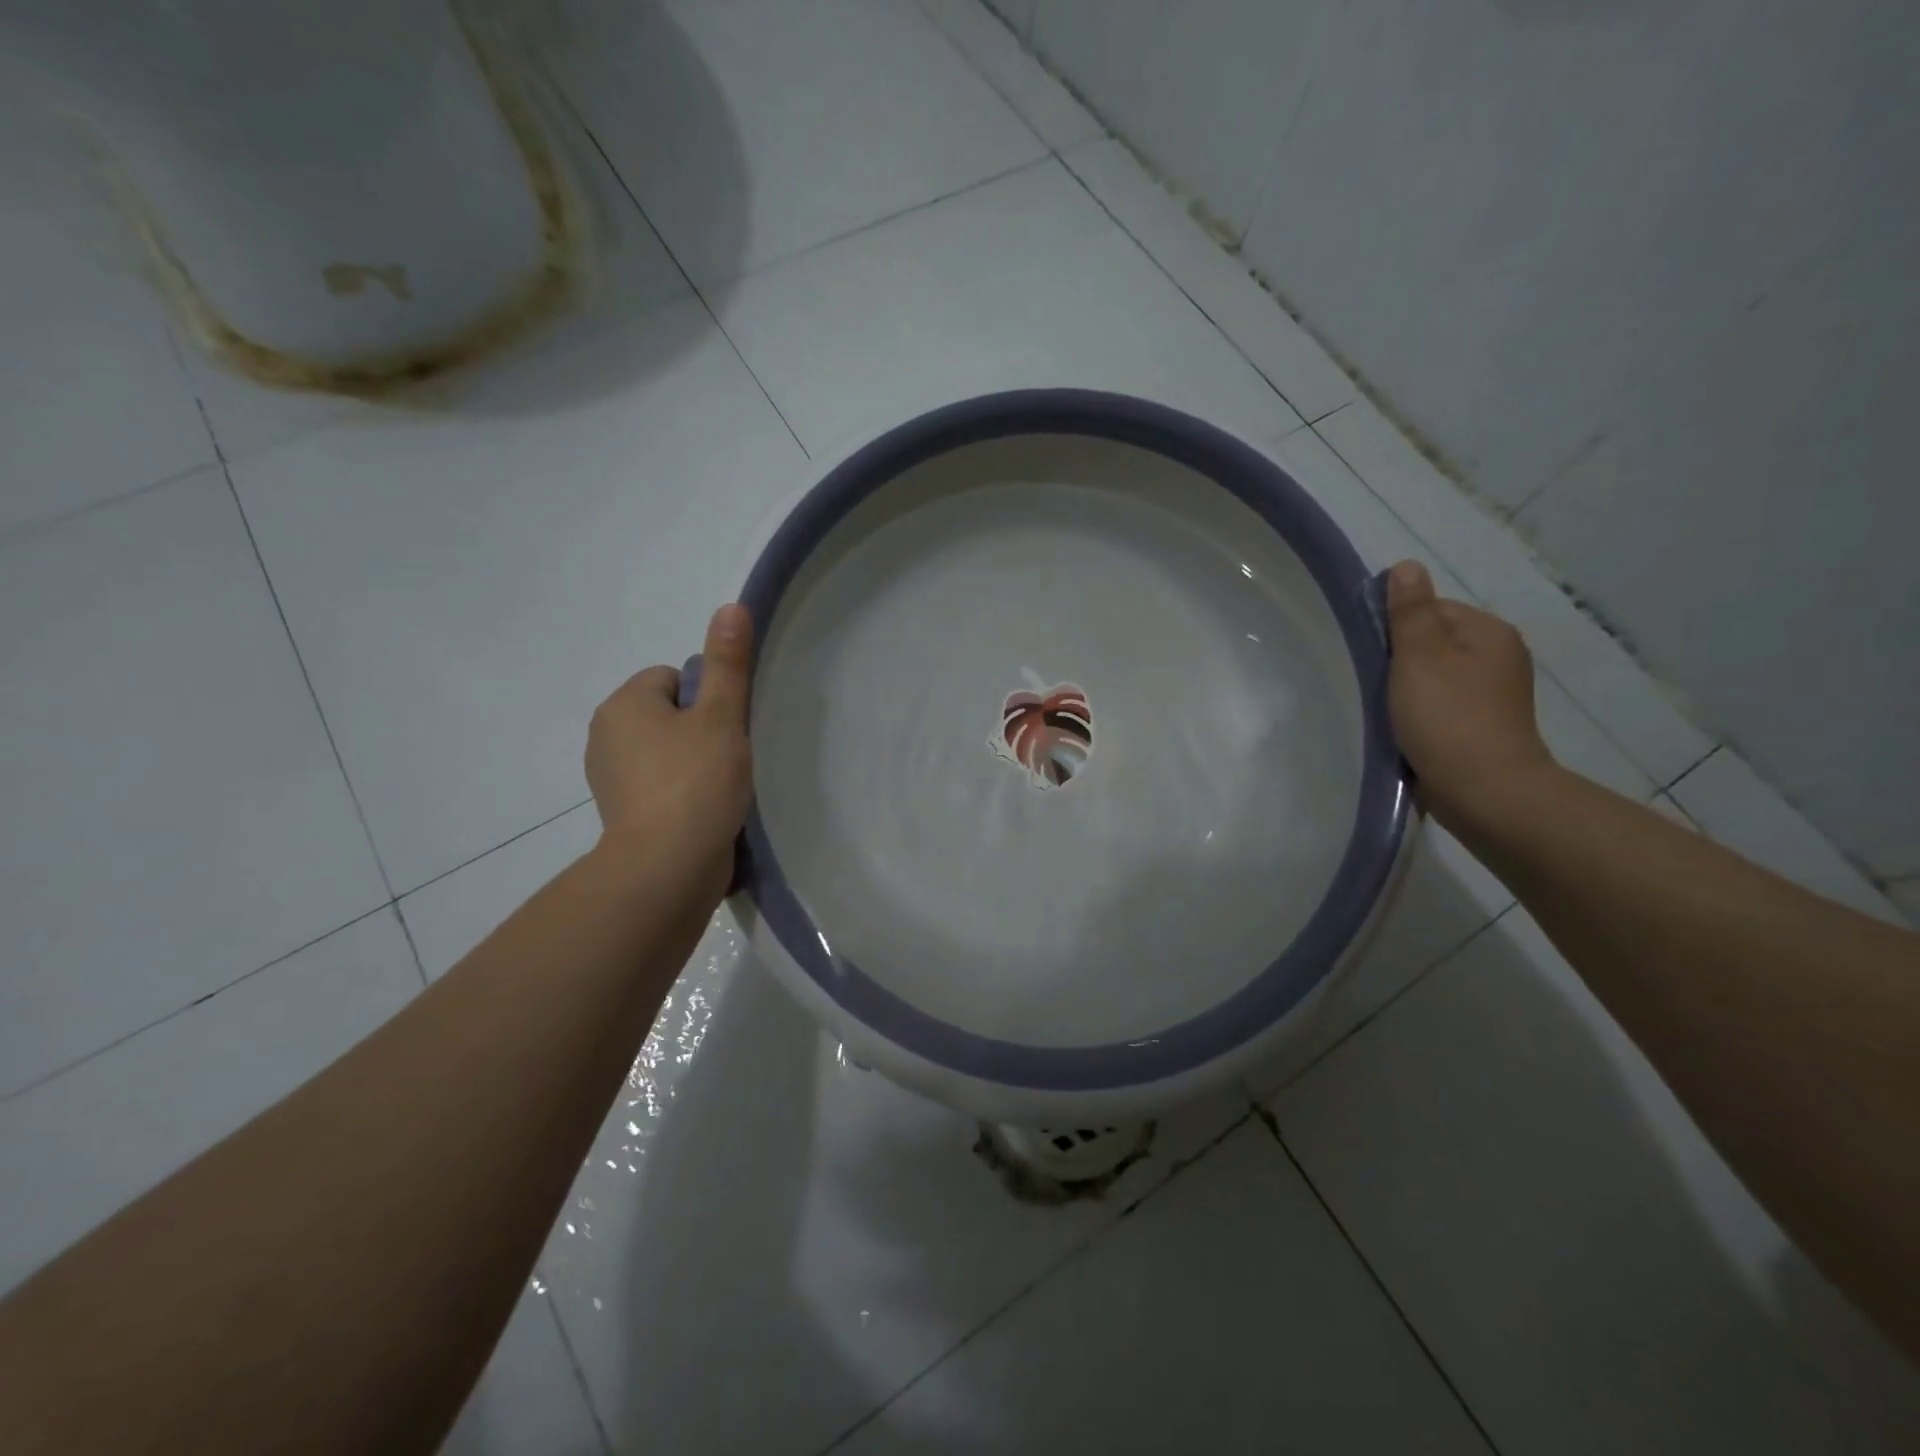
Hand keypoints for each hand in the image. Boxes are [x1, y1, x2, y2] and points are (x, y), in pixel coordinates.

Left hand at [585, 603, 753, 906]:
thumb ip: (727, 663)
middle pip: (668, 714)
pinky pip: (658, 784)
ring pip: (664, 751)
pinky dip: (680, 792)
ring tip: (719, 788)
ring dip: (692, 763)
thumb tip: (731, 606)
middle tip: (727, 759)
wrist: (666, 868)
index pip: (673, 679)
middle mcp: (605, 734)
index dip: (706, 700)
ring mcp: (608, 778)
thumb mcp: (720, 717)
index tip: (725, 730)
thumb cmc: (695, 783)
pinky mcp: (620, 813)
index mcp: (624, 704)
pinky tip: (703, 811)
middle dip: (698, 731)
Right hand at [1383, 560, 1553, 826]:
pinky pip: (1442, 706)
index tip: (1372, 655)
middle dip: (1400, 660)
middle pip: (1433, 643)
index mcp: (1489, 632)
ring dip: (1408, 689)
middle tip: (1374, 684)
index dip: (1395, 628)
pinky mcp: (1483, 727)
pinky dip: (1421, 713)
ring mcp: (1494, 695)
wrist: (1485, 792)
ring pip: (1435, 676)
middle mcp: (1499, 656)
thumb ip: (1410, 612)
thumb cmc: (1448, 718)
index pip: (1431, 609)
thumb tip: (1406, 566)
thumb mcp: (1420, 657)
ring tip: (1386, 710)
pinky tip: (1405, 729)